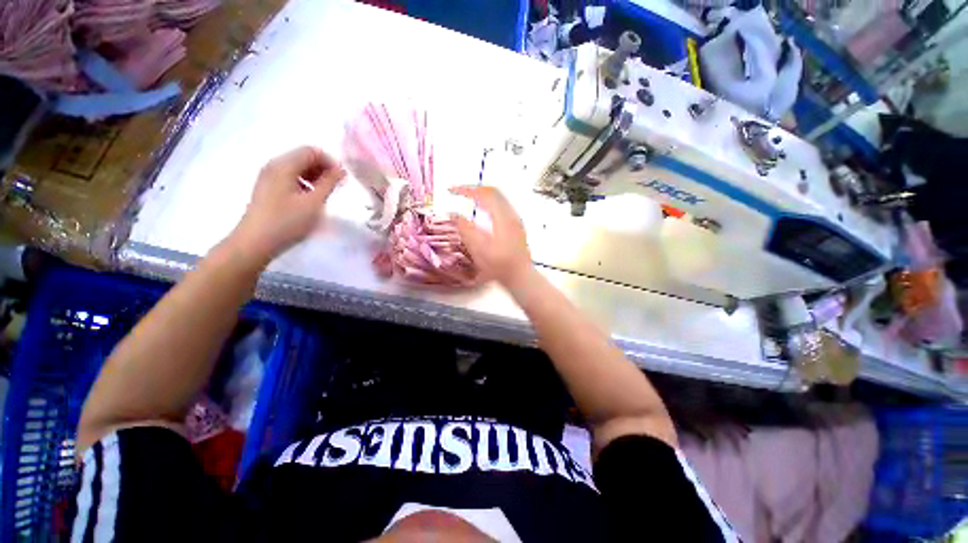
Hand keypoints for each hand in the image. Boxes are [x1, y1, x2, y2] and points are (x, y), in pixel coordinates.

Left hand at [231, 147, 344, 262]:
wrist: (255, 242)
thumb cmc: (287, 222)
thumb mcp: (314, 202)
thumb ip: (329, 183)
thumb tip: (341, 170)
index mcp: (284, 165)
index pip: (311, 151)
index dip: (330, 161)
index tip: (343, 179)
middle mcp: (274, 165)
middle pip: (303, 157)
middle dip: (323, 169)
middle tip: (336, 187)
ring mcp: (268, 177)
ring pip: (297, 168)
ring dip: (315, 176)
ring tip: (325, 194)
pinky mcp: (267, 188)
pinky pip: (290, 177)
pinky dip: (304, 183)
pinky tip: (310, 199)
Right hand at [450, 186, 532, 287]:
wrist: (520, 277)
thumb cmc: (500, 265)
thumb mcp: (478, 249)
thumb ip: (465, 229)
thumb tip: (454, 215)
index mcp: (503, 217)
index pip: (484, 193)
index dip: (466, 189)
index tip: (452, 191)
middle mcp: (511, 215)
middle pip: (493, 192)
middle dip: (475, 189)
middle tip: (460, 192)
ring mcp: (515, 221)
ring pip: (499, 198)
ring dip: (482, 196)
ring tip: (468, 199)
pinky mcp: (516, 227)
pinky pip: (501, 206)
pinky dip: (489, 204)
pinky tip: (483, 213)